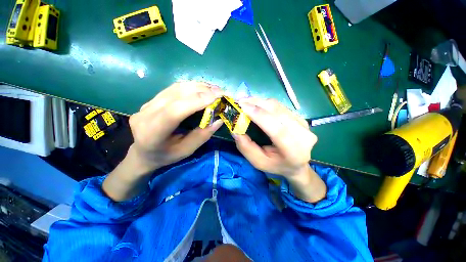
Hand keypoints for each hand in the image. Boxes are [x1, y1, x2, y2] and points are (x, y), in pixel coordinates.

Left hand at [103, 82, 223, 200]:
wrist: (142, 153)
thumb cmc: (165, 156)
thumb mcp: (186, 151)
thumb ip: (202, 135)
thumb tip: (219, 120)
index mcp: (153, 133)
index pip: (175, 111)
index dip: (197, 101)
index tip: (217, 96)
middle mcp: (146, 114)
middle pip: (176, 95)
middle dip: (201, 91)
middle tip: (220, 92)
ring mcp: (146, 104)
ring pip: (175, 88)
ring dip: (197, 86)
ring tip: (213, 89)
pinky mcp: (151, 100)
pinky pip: (173, 88)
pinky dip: (190, 87)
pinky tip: (201, 89)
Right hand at [233, 98, 325, 202]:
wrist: (297, 164)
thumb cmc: (276, 165)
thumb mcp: (258, 162)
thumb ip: (246, 148)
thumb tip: (235, 129)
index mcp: (294, 151)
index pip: (277, 130)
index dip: (259, 116)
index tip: (242, 106)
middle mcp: (303, 135)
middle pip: (278, 112)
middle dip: (256, 104)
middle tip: (239, 101)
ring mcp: (304, 124)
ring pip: (279, 106)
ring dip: (260, 101)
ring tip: (245, 101)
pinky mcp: (301, 117)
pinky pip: (280, 106)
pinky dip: (266, 104)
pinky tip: (256, 105)